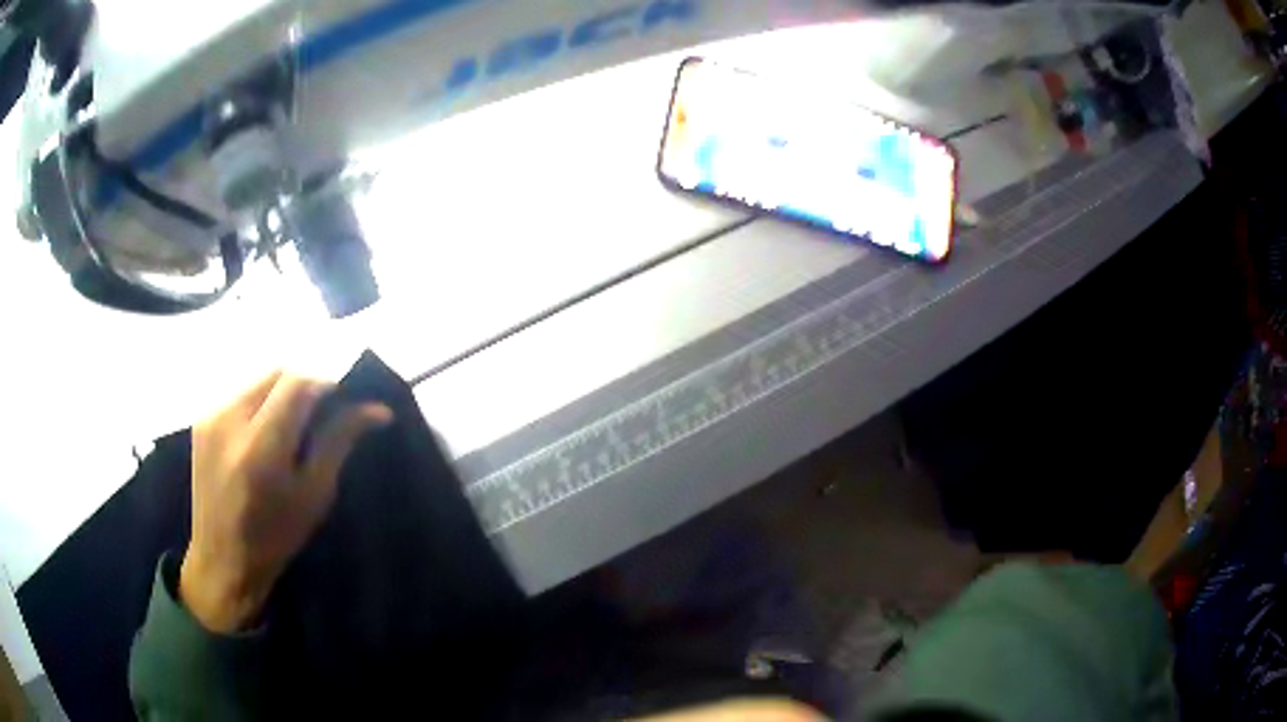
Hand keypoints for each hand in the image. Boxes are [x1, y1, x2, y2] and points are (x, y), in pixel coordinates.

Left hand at [180, 371, 391, 633]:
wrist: (222, 559)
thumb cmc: (275, 537)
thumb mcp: (314, 494)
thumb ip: (338, 441)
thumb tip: (377, 409)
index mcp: (261, 446)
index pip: (298, 382)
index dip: (327, 381)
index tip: (346, 399)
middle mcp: (230, 419)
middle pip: (277, 372)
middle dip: (305, 384)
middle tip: (322, 413)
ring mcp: (210, 416)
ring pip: (258, 379)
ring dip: (282, 391)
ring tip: (294, 424)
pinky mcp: (201, 420)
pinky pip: (239, 392)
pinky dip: (261, 401)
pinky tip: (266, 431)